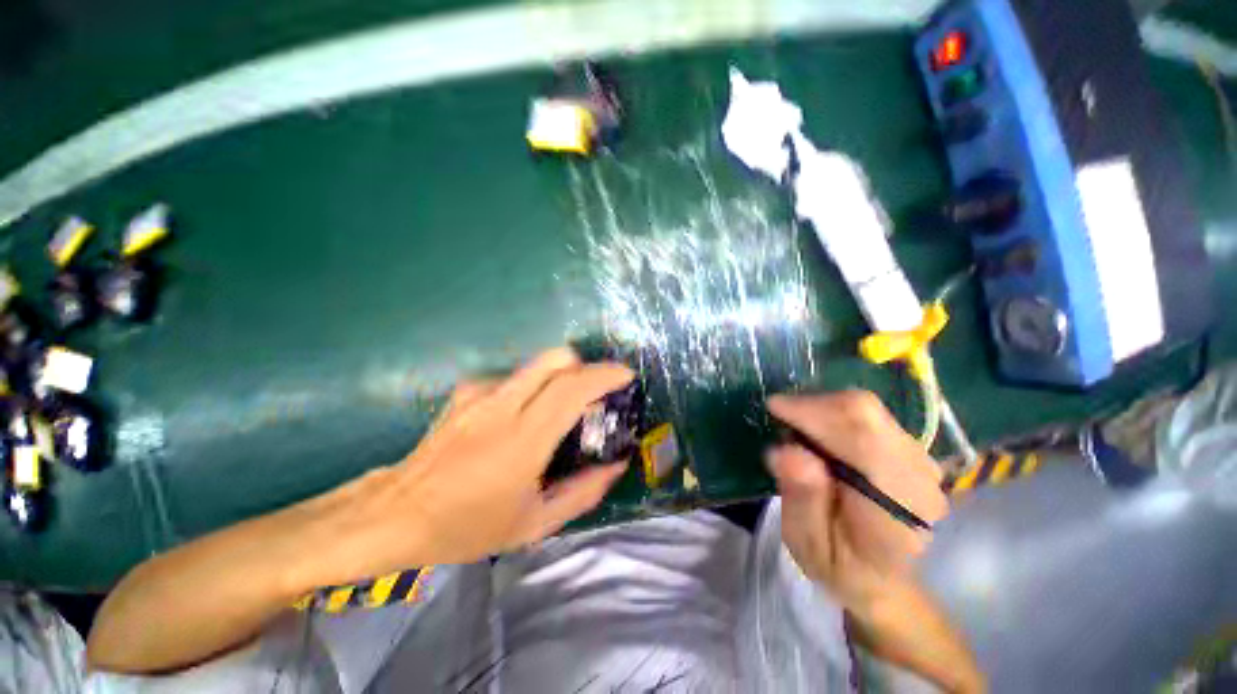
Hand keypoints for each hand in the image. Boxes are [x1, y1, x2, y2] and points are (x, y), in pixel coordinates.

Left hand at [336, 348, 632, 575]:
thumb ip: (583, 493)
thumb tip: (616, 466)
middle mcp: (501, 406)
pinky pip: (513, 378)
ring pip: (536, 365)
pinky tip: (521, 415)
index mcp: (522, 441)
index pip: (572, 389)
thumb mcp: (533, 525)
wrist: (396, 514)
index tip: (626, 375)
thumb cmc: (467, 526)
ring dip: (559, 377)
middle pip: (555, 360)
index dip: (604, 375)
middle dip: (586, 366)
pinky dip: (531, 387)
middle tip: (596, 389)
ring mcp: (479, 394)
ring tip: (560, 407)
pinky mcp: (465, 391)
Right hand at [766, 391, 948, 610]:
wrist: (882, 578)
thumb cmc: (840, 565)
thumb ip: (802, 499)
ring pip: (866, 408)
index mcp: (897, 508)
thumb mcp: (807, 543)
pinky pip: (867, 414)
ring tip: (797, 430)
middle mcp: (918, 477)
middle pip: (865, 413)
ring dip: (822, 409)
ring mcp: (919, 460)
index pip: (862, 439)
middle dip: (813, 405)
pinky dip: (833, 414)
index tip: (774, 408)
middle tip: (782, 419)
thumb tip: (787, 451)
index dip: (814, 414)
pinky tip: (818, 434)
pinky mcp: (909, 449)